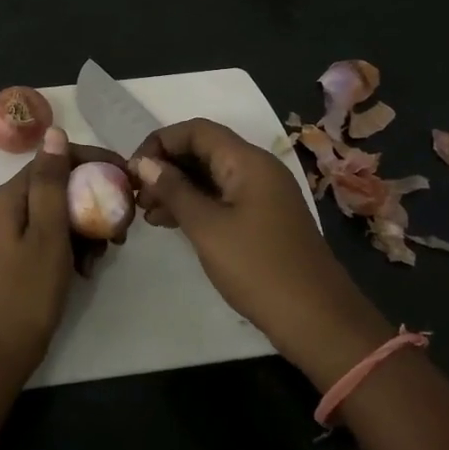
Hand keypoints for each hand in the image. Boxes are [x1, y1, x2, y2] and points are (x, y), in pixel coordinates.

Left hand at [0, 127, 127, 384]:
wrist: (1, 351)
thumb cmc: (27, 291)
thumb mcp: (47, 233)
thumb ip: (52, 182)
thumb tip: (54, 132)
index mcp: (11, 196)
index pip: (56, 159)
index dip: (94, 162)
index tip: (128, 179)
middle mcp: (11, 206)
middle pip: (61, 184)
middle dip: (95, 199)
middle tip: (124, 224)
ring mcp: (16, 231)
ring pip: (63, 211)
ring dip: (89, 226)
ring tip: (108, 252)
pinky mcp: (24, 253)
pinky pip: (57, 235)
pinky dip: (76, 246)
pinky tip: (89, 269)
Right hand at [131, 119, 380, 373]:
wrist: (316, 319)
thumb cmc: (258, 267)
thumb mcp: (207, 227)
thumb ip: (174, 190)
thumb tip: (144, 163)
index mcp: (248, 161)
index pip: (196, 130)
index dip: (160, 142)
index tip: (132, 170)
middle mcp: (257, 168)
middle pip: (204, 150)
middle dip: (166, 166)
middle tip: (136, 195)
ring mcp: (262, 194)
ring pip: (211, 176)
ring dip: (177, 188)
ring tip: (146, 213)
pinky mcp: (263, 219)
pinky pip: (222, 198)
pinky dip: (195, 205)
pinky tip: (170, 224)